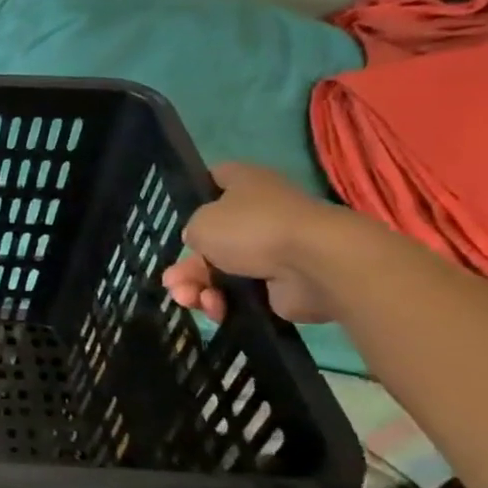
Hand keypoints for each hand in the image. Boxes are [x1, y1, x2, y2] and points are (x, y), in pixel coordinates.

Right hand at [162, 163, 355, 325]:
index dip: (195, 194)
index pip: (215, 179)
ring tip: (189, 300)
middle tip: (173, 283)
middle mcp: (259, 214)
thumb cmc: (252, 228)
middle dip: (187, 265)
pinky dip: (224, 302)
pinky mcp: (279, 283)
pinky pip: (240, 293)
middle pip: (211, 239)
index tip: (178, 216)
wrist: (314, 264)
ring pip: (221, 270)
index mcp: (245, 185)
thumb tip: (200, 242)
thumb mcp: (200, 222)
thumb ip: (192, 231)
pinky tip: (215, 309)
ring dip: (199, 287)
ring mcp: (271, 249)